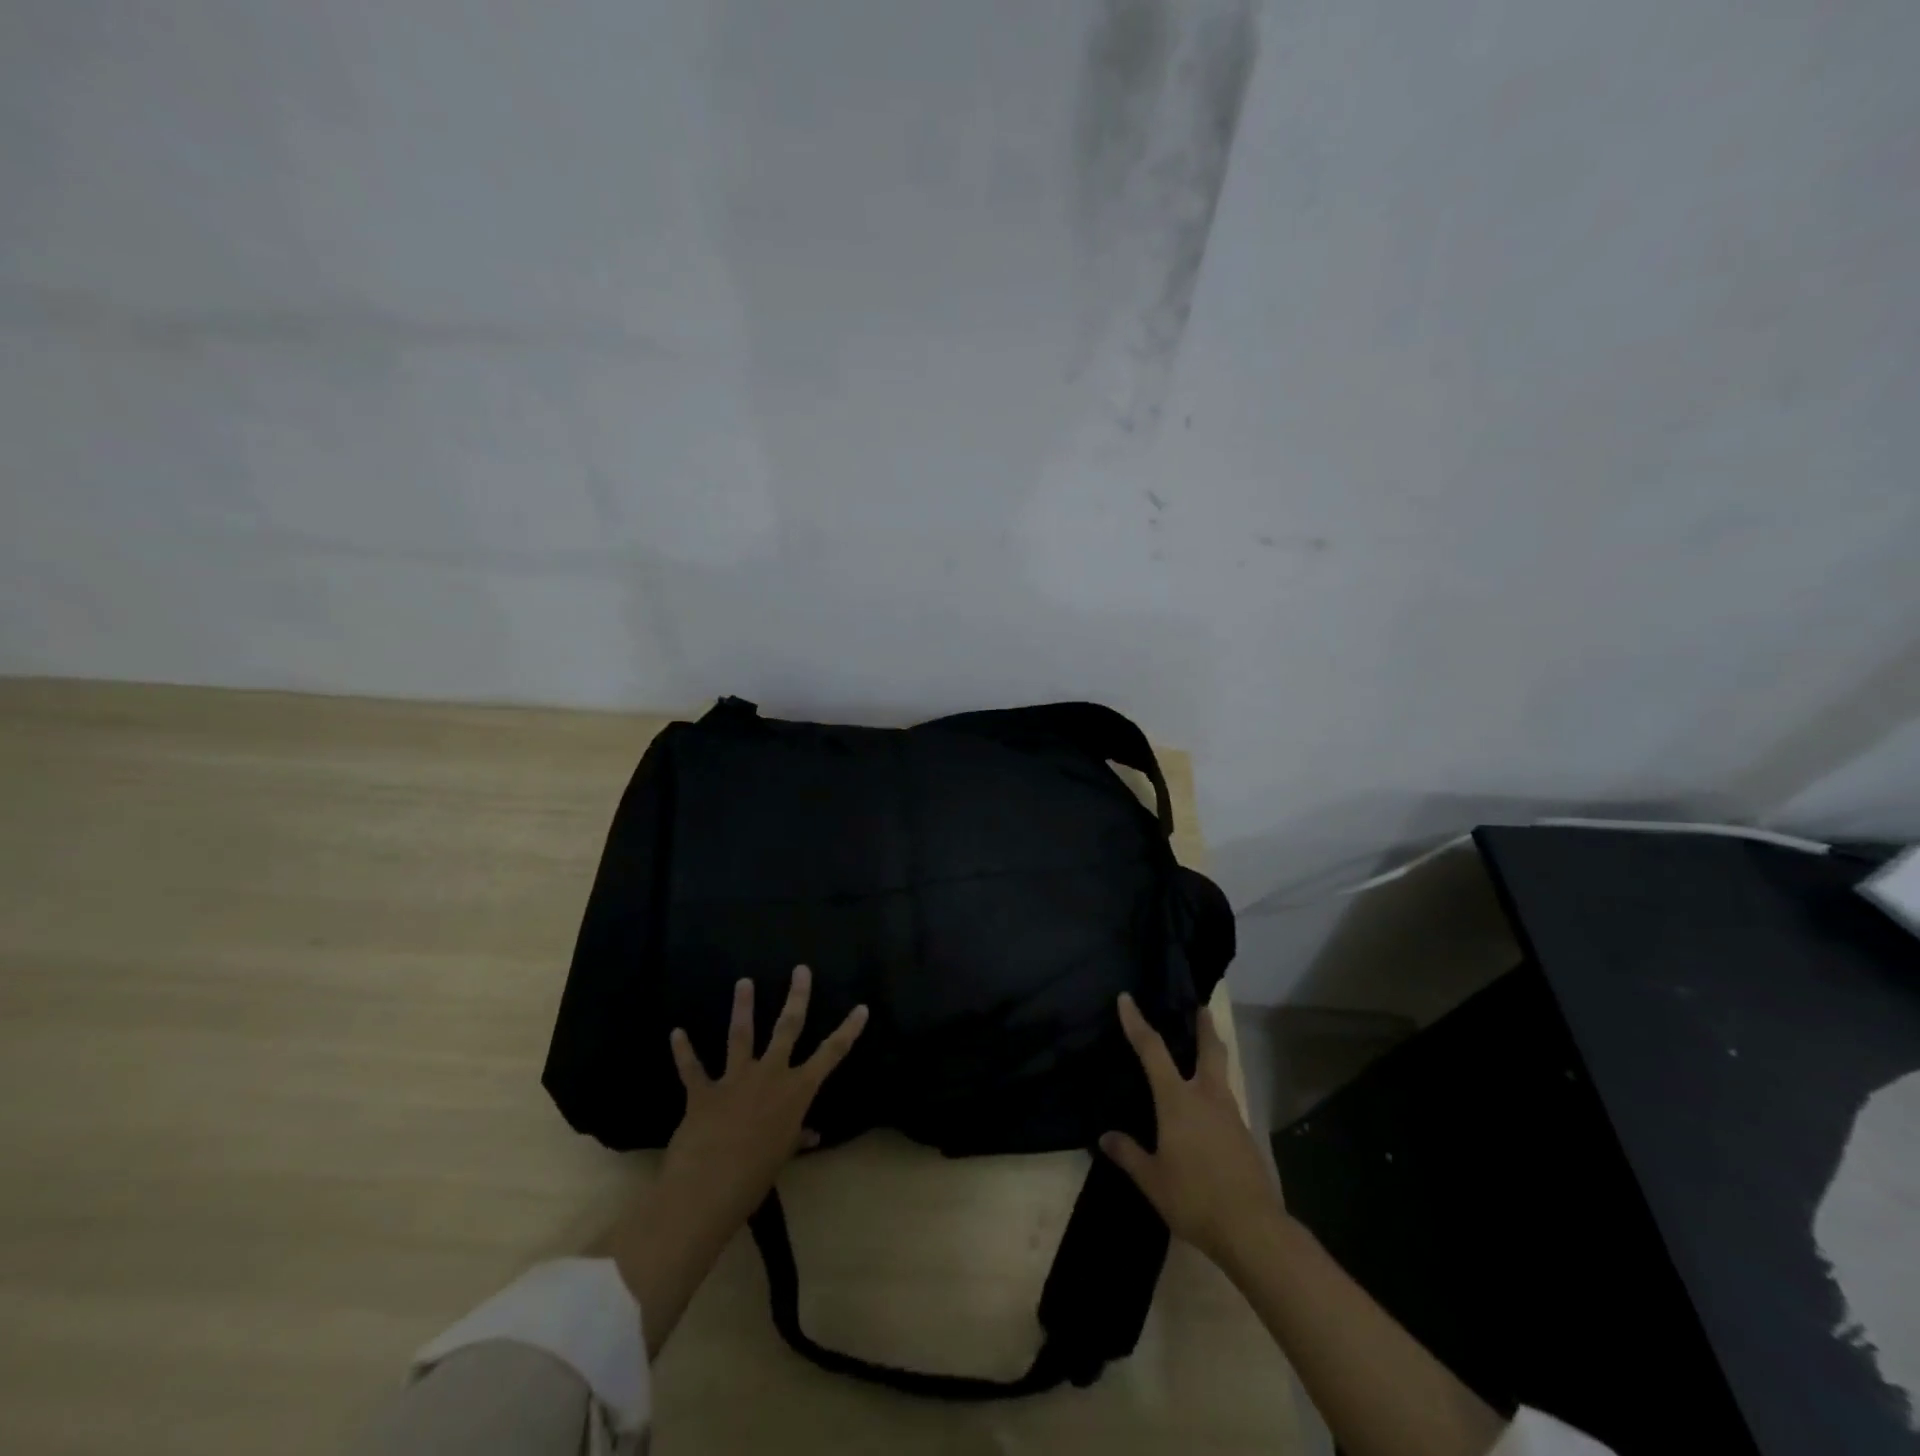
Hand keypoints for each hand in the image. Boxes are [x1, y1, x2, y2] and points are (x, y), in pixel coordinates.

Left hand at [604, 965, 866, 1354]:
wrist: (707, 1188)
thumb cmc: (755, 1177)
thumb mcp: (782, 1157)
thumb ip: (796, 1138)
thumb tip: (812, 1134)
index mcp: (796, 1091)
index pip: (830, 1054)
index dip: (848, 1030)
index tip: (861, 1007)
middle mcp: (770, 1075)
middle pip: (788, 1027)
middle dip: (797, 997)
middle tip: (800, 969)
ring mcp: (735, 1079)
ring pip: (741, 1035)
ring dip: (742, 1007)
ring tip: (744, 982)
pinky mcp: (703, 1092)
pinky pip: (692, 1068)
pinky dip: (683, 1051)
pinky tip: (676, 1033)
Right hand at [1101, 992, 1284, 1269]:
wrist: (1253, 1229)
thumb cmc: (1194, 1198)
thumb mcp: (1152, 1180)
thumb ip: (1129, 1154)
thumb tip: (1105, 1137)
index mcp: (1178, 1100)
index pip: (1152, 1050)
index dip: (1137, 1022)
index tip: (1127, 998)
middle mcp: (1207, 1097)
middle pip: (1209, 1050)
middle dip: (1204, 1027)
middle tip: (1201, 1008)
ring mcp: (1231, 1116)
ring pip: (1222, 1075)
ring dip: (1214, 1057)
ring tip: (1203, 1055)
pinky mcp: (1246, 1137)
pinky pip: (1227, 1104)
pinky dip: (1217, 1094)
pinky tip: (1209, 1112)